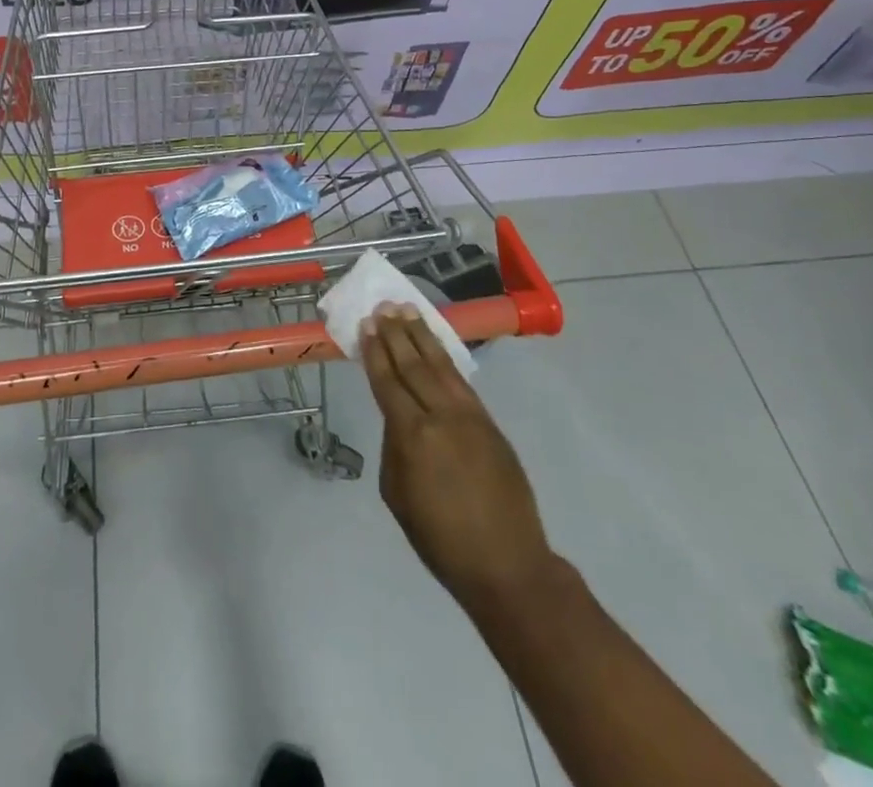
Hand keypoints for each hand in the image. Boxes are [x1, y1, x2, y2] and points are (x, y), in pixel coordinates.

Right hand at [360, 306, 553, 613]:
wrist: (506, 564)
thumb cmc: (440, 538)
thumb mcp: (397, 495)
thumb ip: (393, 447)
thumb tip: (398, 419)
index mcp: (412, 436)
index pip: (388, 382)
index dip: (375, 353)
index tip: (366, 326)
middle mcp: (441, 416)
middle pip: (414, 365)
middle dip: (396, 334)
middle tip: (383, 307)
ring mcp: (470, 417)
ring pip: (441, 365)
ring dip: (422, 336)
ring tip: (408, 310)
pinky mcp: (490, 423)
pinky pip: (462, 381)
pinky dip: (446, 358)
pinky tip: (436, 345)